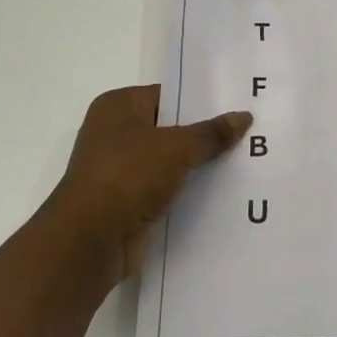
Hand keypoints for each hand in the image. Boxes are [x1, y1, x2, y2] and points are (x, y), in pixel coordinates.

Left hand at [48, 85, 252, 283]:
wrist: (89, 242)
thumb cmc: (127, 176)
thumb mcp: (176, 147)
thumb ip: (210, 133)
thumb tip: (244, 117)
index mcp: (118, 106)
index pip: (168, 95)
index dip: (201, 100)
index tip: (236, 104)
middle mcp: (115, 133)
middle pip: (170, 128)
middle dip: (204, 134)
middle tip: (248, 132)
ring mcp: (120, 170)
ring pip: (170, 161)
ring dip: (197, 165)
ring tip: (243, 160)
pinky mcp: (127, 202)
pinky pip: (165, 189)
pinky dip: (187, 191)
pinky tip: (222, 191)